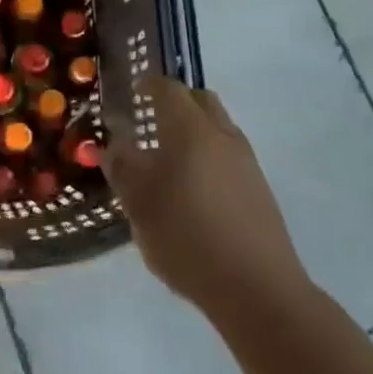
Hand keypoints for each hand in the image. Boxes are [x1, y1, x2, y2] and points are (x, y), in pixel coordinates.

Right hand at [105, 77, 306, 320]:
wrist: (257, 288)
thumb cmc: (187, 238)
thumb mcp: (139, 205)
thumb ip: (122, 169)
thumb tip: (113, 146)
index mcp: (190, 130)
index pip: (168, 90)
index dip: (148, 85)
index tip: (133, 89)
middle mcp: (222, 135)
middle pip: (200, 100)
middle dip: (175, 102)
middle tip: (151, 119)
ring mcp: (246, 160)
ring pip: (217, 126)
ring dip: (195, 128)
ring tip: (170, 157)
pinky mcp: (259, 187)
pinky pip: (228, 153)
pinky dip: (209, 153)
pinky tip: (194, 186)